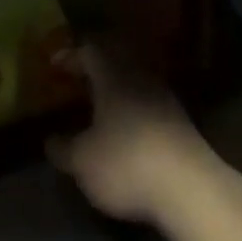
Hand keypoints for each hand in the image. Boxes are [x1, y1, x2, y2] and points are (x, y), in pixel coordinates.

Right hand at [46, 43, 222, 226]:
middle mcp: (140, 78)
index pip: (89, 51)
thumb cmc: (126, 163)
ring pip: (135, 82)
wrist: (191, 189)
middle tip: (77, 81)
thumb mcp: (83, 161)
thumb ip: (63, 148)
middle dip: (95, 70)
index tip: (54, 65)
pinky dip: (133, 109)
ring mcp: (165, 99)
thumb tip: (50, 140)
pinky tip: (125, 129)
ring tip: (98, 107)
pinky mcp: (182, 123)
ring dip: (116, 89)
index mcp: (113, 76)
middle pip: (116, 61)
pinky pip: (150, 103)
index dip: (70, 55)